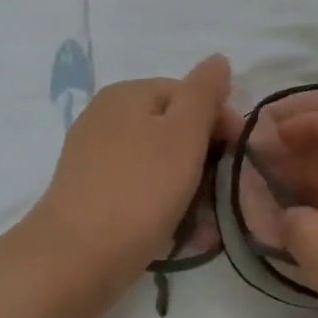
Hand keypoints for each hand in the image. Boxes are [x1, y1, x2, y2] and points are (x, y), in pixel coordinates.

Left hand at [28, 55, 238, 300]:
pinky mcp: (92, 195)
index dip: (220, 121)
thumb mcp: (184, 132)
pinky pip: (141, 191)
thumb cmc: (140, 188)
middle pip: (174, 130)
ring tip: (208, 226)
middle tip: (226, 196)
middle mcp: (107, 118)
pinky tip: (185, 235)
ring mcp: (96, 158)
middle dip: (206, 162)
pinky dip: (165, 207)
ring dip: (191, 191)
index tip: (240, 156)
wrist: (77, 257)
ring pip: (160, 165)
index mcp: (127, 94)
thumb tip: (218, 60)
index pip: (188, 94)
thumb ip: (204, 92)